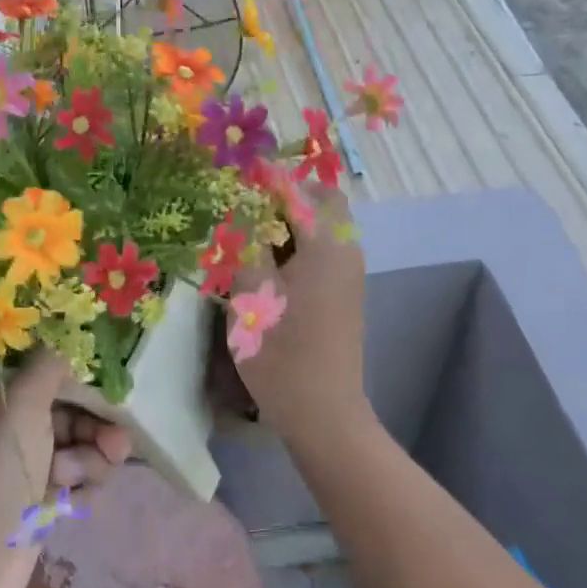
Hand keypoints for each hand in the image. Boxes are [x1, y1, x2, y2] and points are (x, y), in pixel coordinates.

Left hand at [0, 351, 129, 587]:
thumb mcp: (21, 406)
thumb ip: (50, 367)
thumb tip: (67, 338)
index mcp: (2, 396)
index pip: (54, 373)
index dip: (87, 380)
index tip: (118, 389)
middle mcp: (15, 426)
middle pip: (75, 412)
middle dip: (97, 427)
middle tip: (116, 445)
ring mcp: (29, 467)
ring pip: (83, 448)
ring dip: (90, 461)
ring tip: (72, 481)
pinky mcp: (41, 504)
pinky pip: (80, 483)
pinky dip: (84, 489)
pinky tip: (73, 503)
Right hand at [233, 185, 369, 444]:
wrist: (322, 413)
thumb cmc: (281, 353)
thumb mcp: (251, 293)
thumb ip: (247, 244)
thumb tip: (241, 209)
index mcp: (326, 246)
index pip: (300, 192)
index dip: (268, 179)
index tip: (237, 174)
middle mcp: (346, 252)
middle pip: (321, 205)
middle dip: (284, 198)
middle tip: (244, 209)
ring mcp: (348, 276)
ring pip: (321, 230)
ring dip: (289, 224)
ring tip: (249, 237)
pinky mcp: (343, 296)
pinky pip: (322, 253)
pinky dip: (297, 247)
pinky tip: (266, 267)